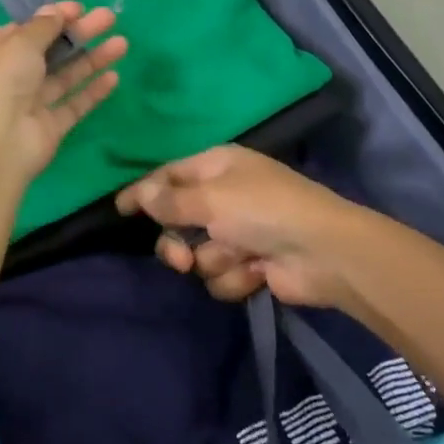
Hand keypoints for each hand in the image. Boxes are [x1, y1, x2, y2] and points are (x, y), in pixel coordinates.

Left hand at [0, 1, 126, 191]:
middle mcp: (9, 78)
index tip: (80, 8)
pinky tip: (114, 77)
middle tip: (109, 18)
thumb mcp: (19, 43)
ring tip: (122, 43)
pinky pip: (73, 104)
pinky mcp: (49, 127)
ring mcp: (30, 104)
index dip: (52, 18)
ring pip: (65, 76)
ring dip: (92, 59)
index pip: (24, 31)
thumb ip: (42, 26)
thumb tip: (55, 11)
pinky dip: (92, 91)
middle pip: (49, 51)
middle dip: (79, 34)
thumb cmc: (0, 81)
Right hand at [115, 146, 367, 312]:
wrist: (324, 252)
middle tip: (181, 258)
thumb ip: (169, 200)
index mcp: (216, 167)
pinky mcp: (251, 264)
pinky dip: (235, 276)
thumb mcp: (210, 198)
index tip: (119, 209)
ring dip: (213, 260)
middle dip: (177, 242)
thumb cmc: (263, 210)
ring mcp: (238, 232)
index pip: (168, 175)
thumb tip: (140, 194)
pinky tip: (257, 272)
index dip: (143, 191)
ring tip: (237, 259)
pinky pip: (221, 275)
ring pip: (197, 253)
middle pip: (177, 220)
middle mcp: (224, 196)